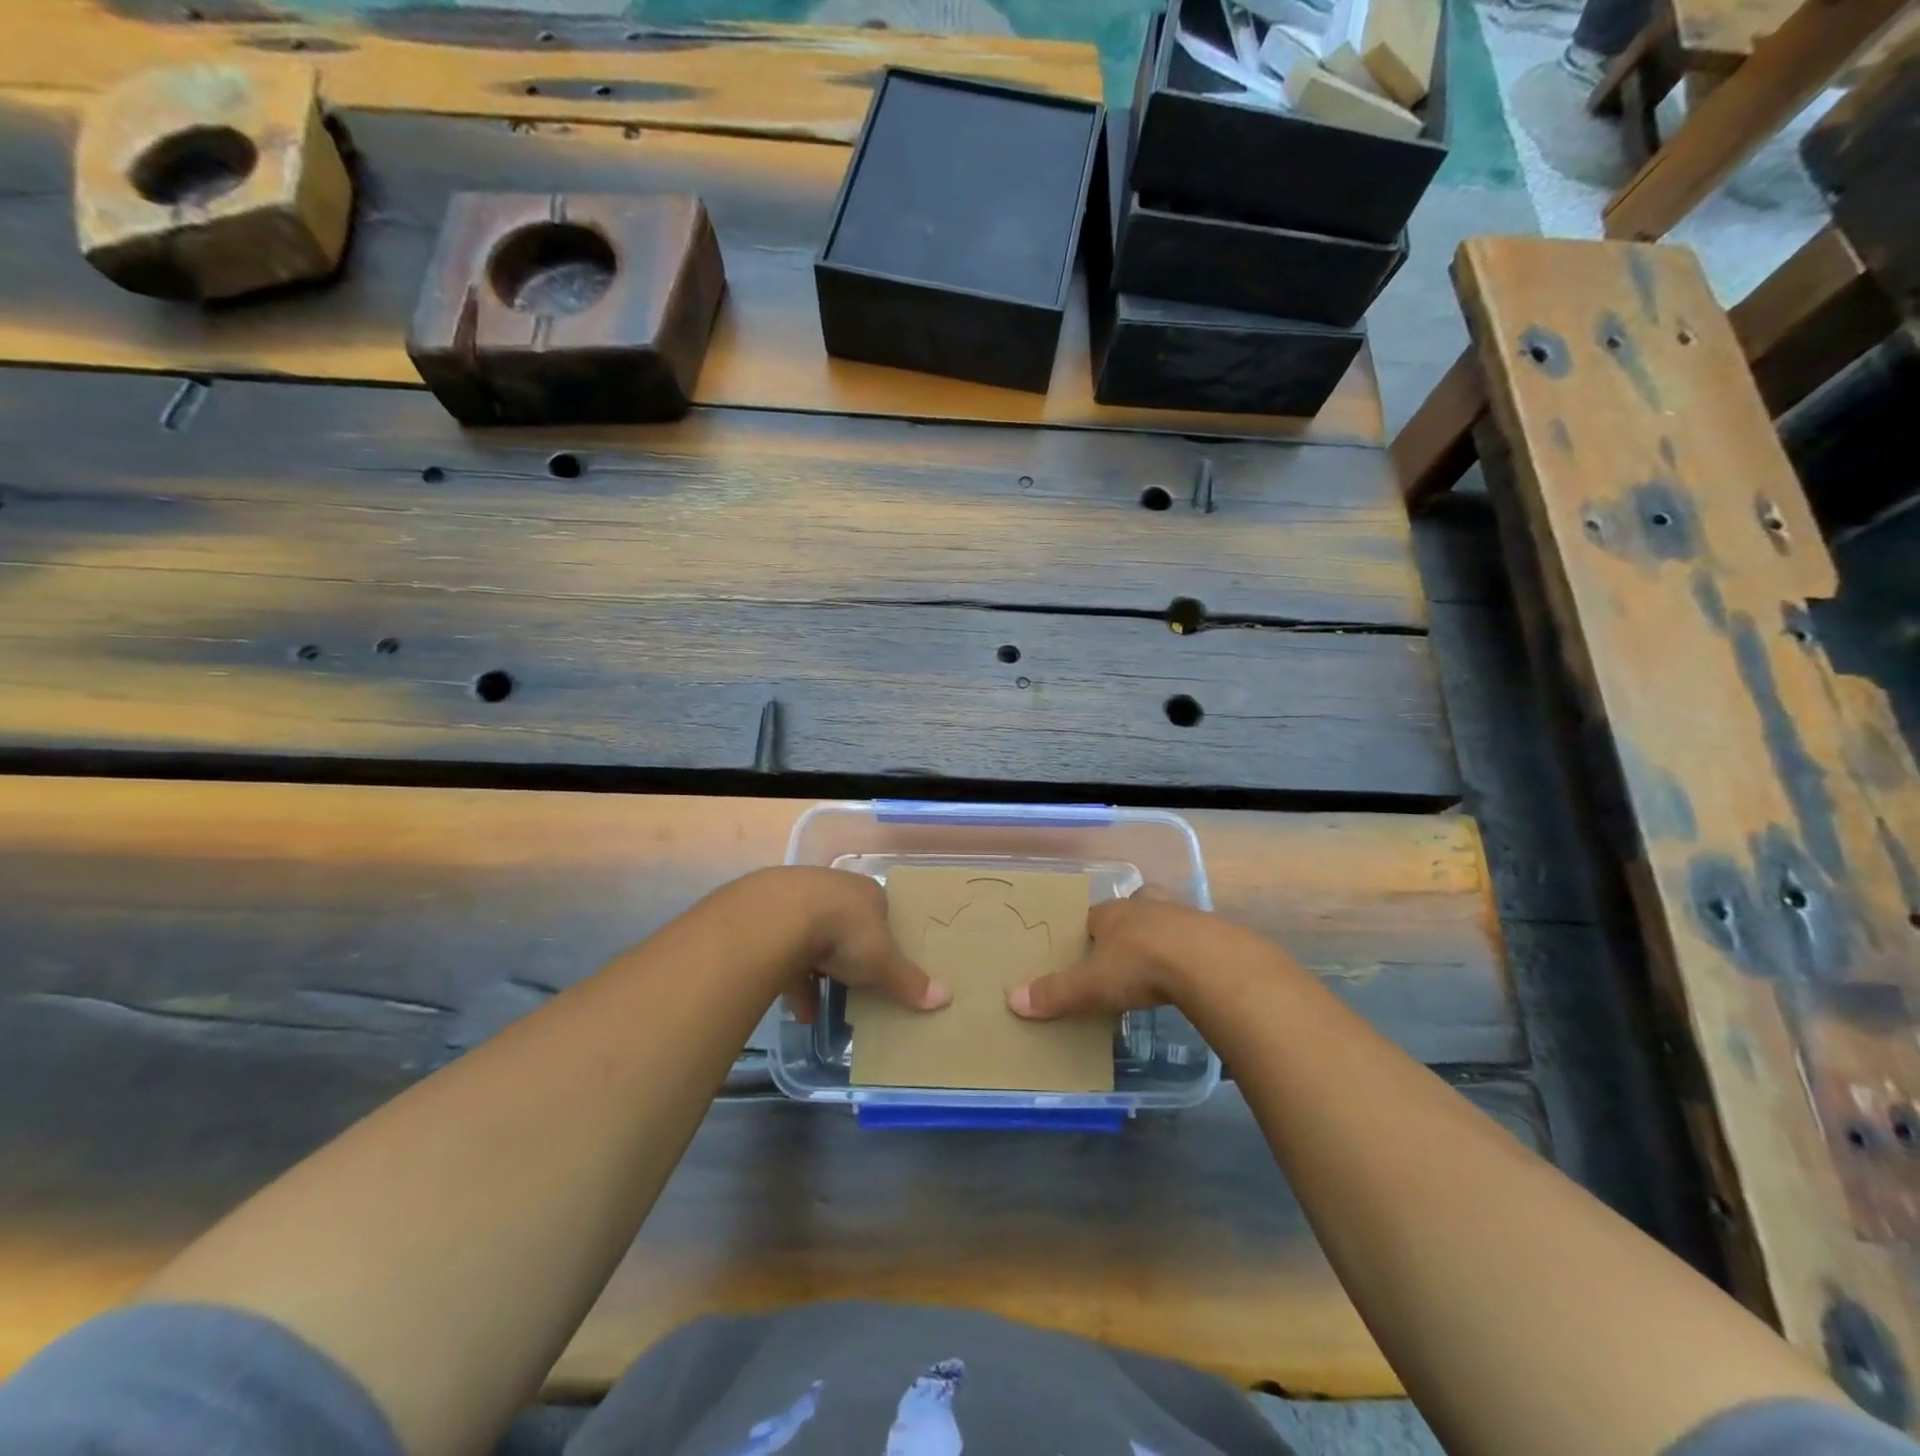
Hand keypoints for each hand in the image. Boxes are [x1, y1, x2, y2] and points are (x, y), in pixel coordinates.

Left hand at [767, 867, 951, 1023]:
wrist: (780, 916)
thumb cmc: (845, 932)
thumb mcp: (883, 962)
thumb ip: (909, 981)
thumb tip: (947, 998)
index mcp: (867, 893)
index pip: (881, 912)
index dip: (884, 937)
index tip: (884, 964)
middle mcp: (834, 889)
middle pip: (846, 923)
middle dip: (848, 955)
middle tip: (854, 983)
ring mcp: (798, 899)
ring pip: (812, 938)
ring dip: (818, 973)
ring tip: (823, 1009)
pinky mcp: (768, 918)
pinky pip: (785, 953)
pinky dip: (793, 981)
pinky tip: (799, 1012)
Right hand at [1007, 887, 1213, 1019]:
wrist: (1207, 962)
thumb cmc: (1140, 966)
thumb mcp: (1092, 985)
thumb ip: (1056, 993)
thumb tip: (1012, 1000)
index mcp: (1112, 913)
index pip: (1093, 917)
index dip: (1088, 933)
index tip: (1085, 951)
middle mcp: (1145, 906)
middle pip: (1133, 907)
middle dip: (1129, 922)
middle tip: (1125, 947)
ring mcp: (1182, 915)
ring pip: (1165, 917)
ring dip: (1161, 933)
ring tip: (1158, 960)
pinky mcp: (1212, 933)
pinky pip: (1195, 937)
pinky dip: (1189, 950)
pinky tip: (1190, 972)